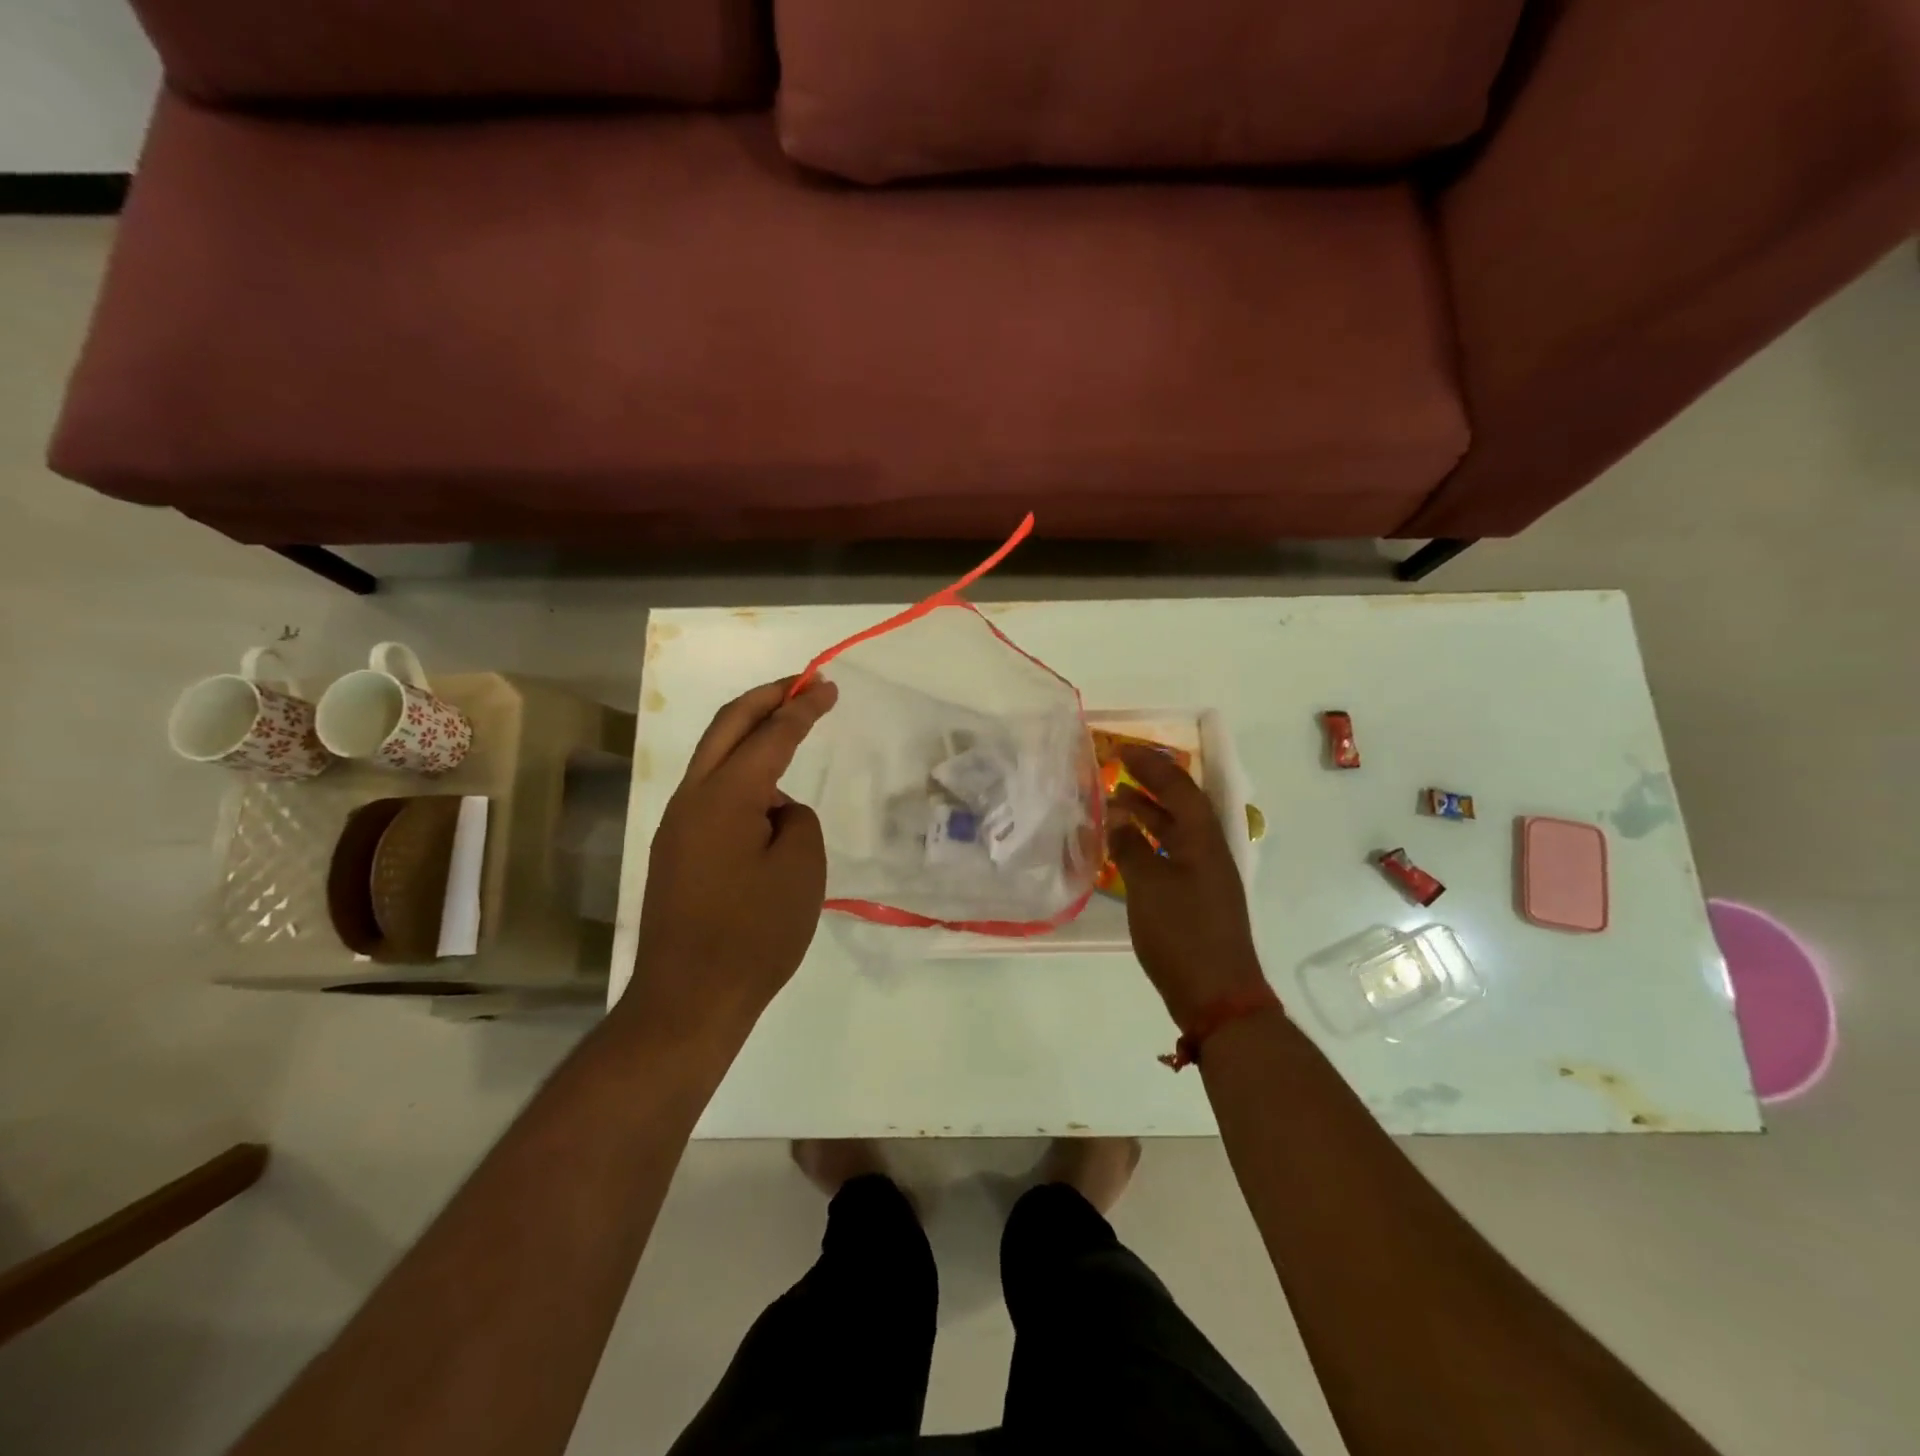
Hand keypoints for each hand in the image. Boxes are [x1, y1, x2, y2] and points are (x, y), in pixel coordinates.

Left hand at [624, 677, 837, 1041]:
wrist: (690, 1000)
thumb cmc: (755, 934)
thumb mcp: (801, 870)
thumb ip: (797, 820)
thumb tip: (775, 810)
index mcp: (725, 797)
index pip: (770, 735)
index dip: (802, 707)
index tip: (826, 685)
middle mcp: (692, 799)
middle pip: (726, 727)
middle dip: (765, 698)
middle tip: (801, 684)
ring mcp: (677, 826)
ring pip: (714, 759)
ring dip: (750, 736)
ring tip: (789, 735)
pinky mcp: (675, 852)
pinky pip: (711, 794)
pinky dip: (740, 775)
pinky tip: (766, 798)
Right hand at [1108, 745, 1269, 1027]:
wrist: (1217, 995)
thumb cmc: (1182, 933)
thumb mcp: (1148, 886)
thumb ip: (1131, 846)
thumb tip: (1117, 814)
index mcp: (1204, 840)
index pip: (1179, 788)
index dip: (1152, 766)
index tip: (1123, 750)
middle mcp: (1210, 851)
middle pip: (1182, 805)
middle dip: (1152, 784)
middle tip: (1118, 768)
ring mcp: (1206, 876)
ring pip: (1177, 830)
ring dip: (1149, 812)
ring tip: (1116, 801)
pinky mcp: (1198, 898)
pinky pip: (1172, 853)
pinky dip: (1150, 842)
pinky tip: (1127, 848)